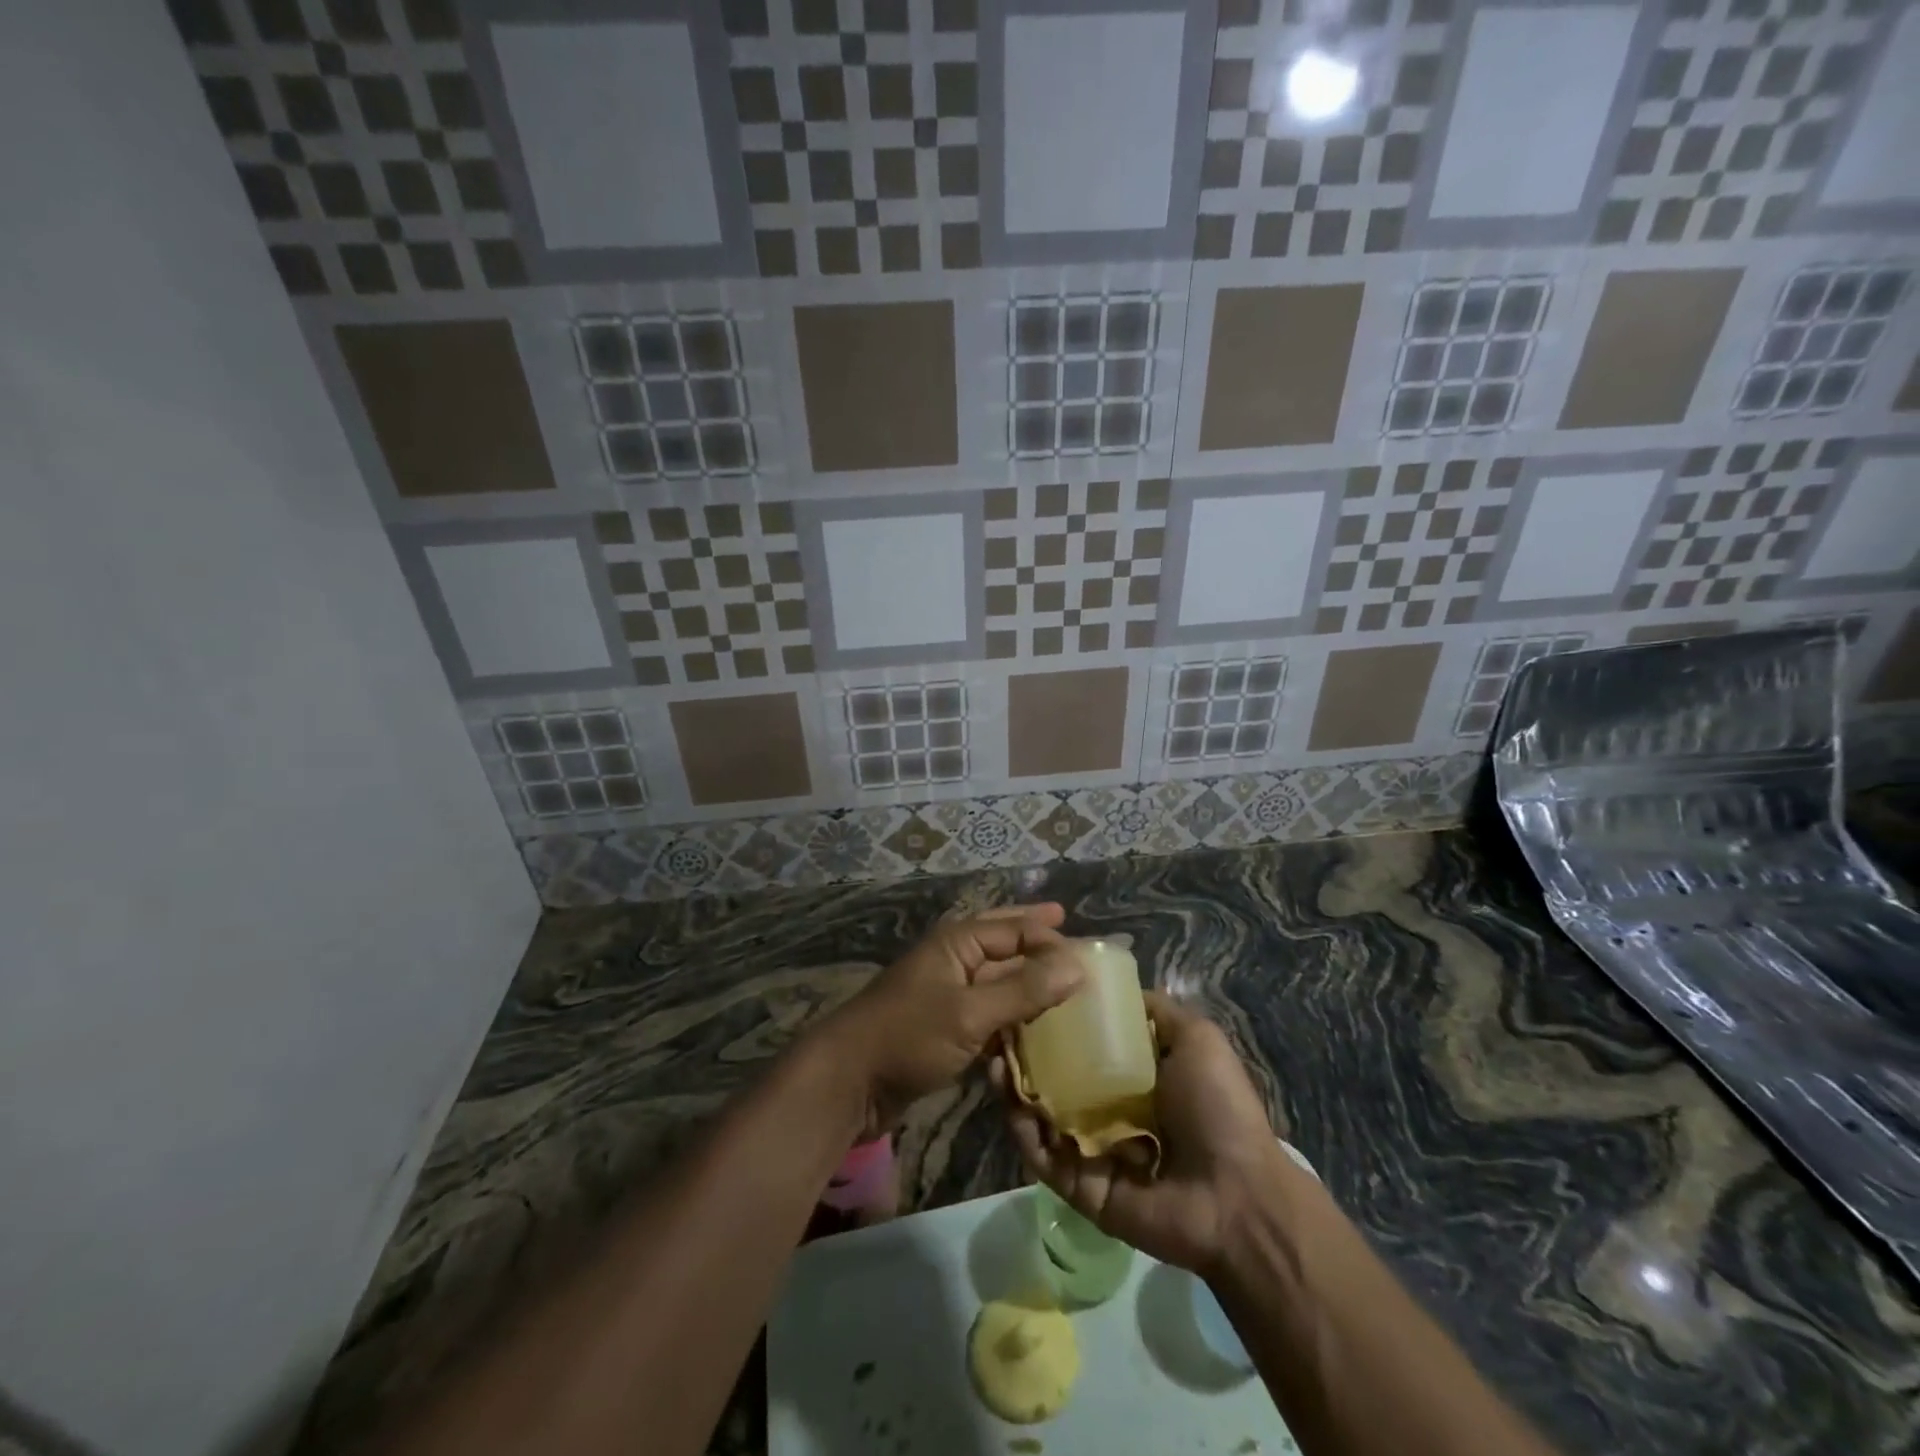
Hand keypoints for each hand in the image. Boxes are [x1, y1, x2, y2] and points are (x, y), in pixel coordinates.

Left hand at [819, 904, 1082, 1139]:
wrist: (847, 1081)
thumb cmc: (908, 1036)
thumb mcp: (970, 1013)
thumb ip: (1024, 990)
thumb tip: (1078, 965)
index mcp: (958, 942)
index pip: (1016, 929)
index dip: (1052, 937)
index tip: (1093, 953)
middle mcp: (954, 959)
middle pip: (1003, 941)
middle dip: (1035, 934)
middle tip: (1069, 923)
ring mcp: (947, 994)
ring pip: (997, 978)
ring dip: (1027, 977)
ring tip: (1062, 978)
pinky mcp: (944, 1028)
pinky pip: (988, 1012)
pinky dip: (1011, 1014)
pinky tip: (1033, 1026)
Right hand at [1001, 992, 1291, 1277]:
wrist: (1236, 1196)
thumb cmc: (1216, 1107)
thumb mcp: (1197, 1039)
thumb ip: (1156, 1011)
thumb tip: (1114, 987)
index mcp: (1133, 1075)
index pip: (1083, 1042)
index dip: (1055, 1019)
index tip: (1026, 992)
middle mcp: (1107, 1108)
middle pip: (1054, 1076)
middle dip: (1024, 1052)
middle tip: (997, 1028)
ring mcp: (1090, 1149)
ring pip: (1040, 1113)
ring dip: (1014, 1088)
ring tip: (993, 1059)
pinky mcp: (1079, 1187)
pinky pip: (1043, 1157)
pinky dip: (1023, 1132)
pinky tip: (1009, 1101)